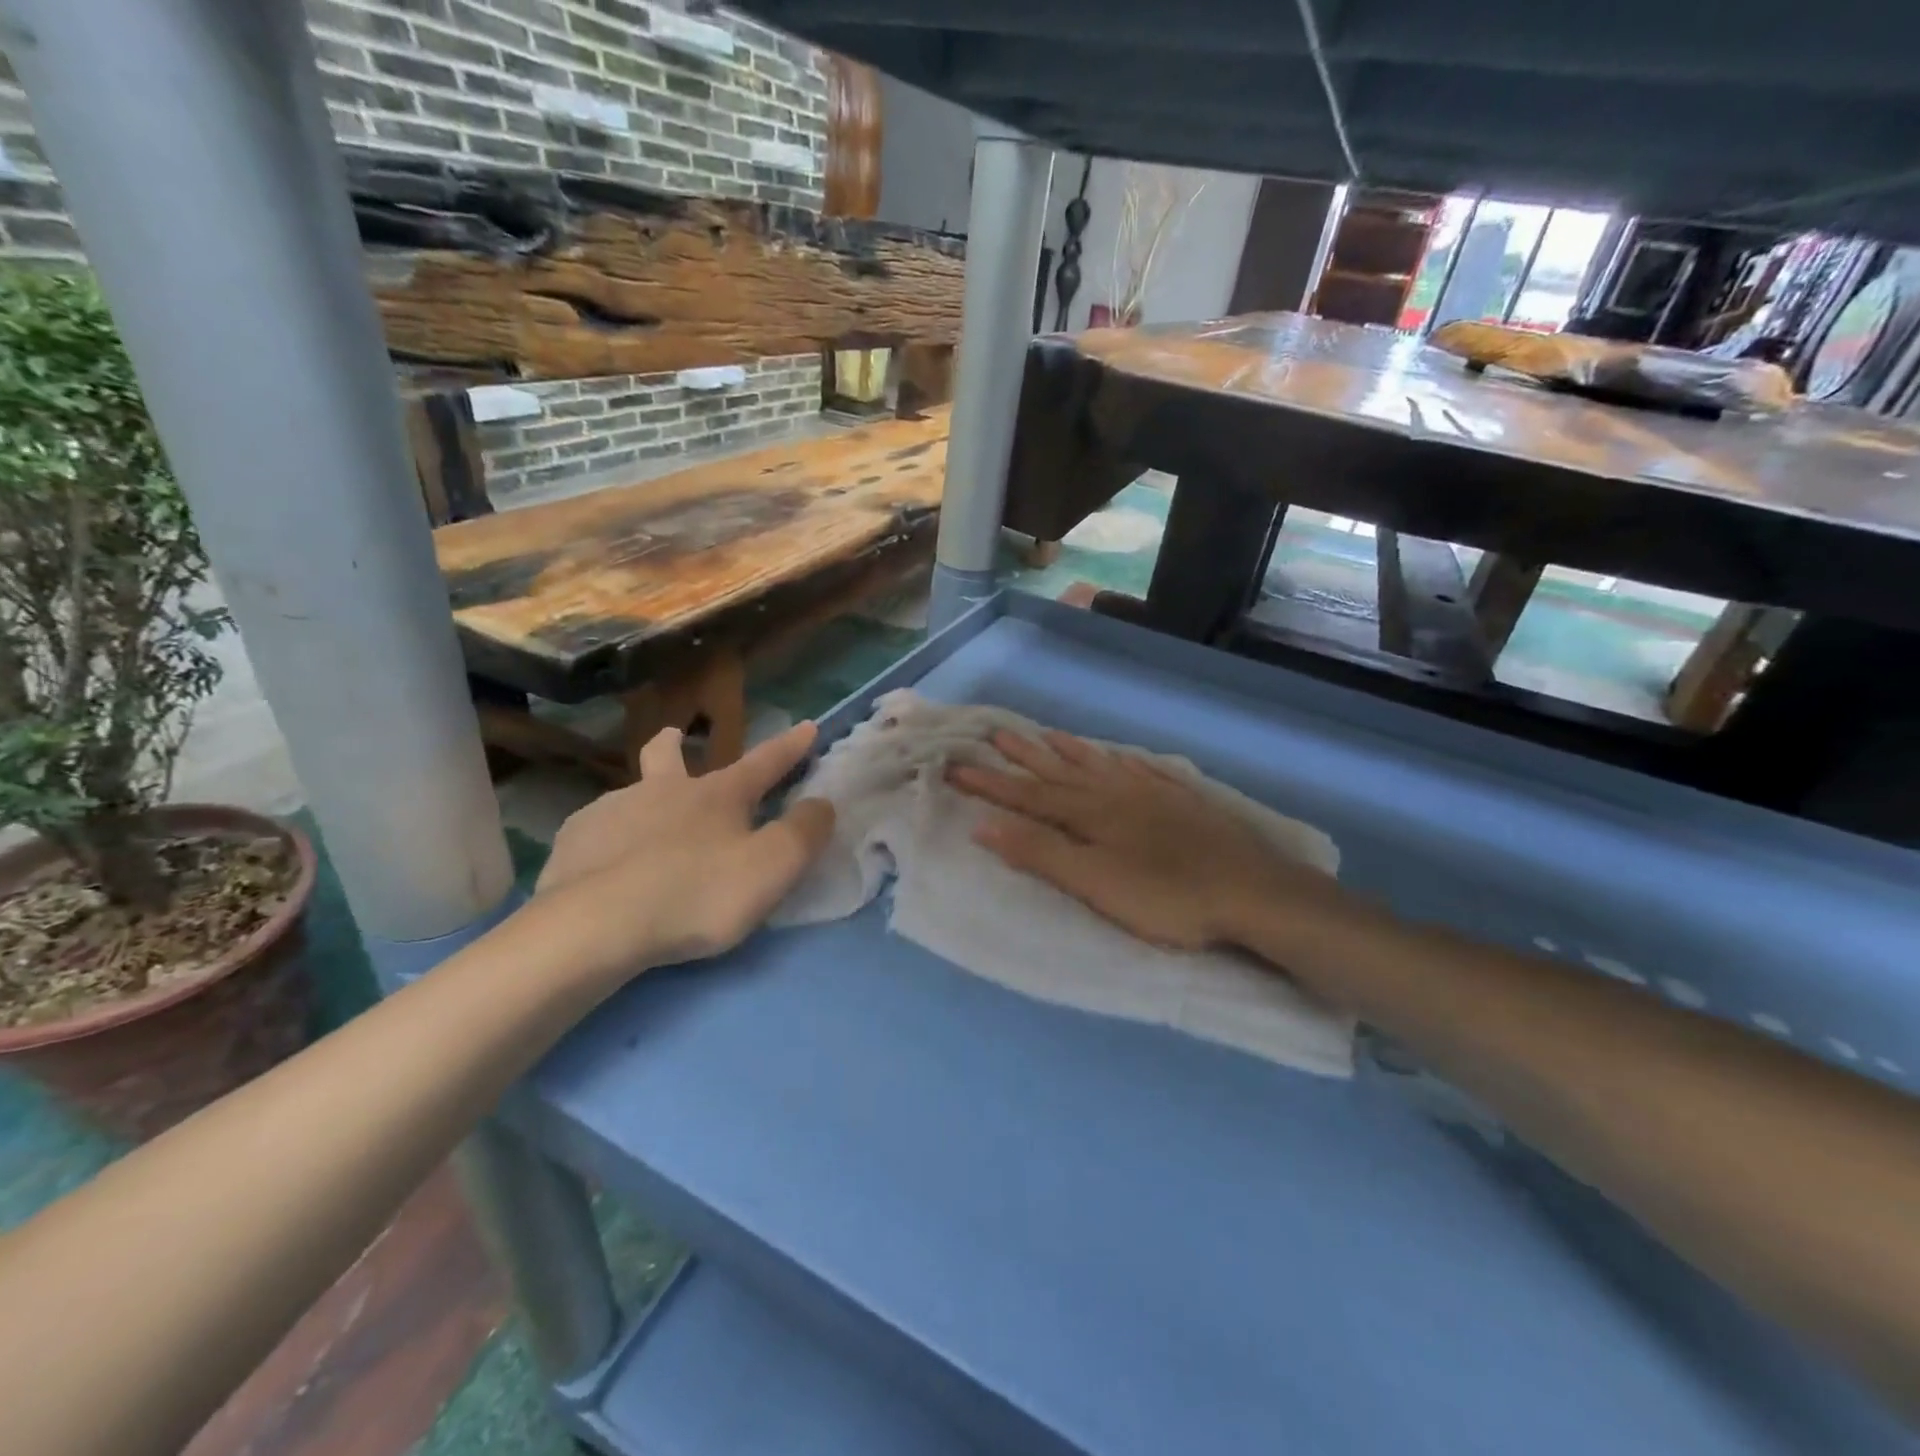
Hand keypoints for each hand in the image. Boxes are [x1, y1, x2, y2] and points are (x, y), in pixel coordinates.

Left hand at [535, 721, 833, 974]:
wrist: (598, 925)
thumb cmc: (698, 893)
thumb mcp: (772, 867)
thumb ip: (804, 833)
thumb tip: (822, 803)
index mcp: (717, 795)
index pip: (764, 762)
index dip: (790, 746)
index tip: (808, 726)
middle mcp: (663, 790)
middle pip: (669, 755)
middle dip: (678, 743)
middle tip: (678, 737)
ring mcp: (612, 812)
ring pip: (629, 793)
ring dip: (641, 797)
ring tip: (643, 827)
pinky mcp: (574, 843)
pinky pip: (595, 832)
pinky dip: (607, 839)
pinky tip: (604, 865)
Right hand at [948, 729, 1330, 951]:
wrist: (1252, 892)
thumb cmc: (1166, 897)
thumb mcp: (1094, 883)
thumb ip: (1040, 853)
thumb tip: (984, 824)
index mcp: (1089, 814)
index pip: (1028, 795)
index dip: (990, 783)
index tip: (956, 766)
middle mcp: (1115, 794)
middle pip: (1060, 771)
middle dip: (1023, 756)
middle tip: (994, 732)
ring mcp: (1151, 794)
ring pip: (1100, 765)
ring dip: (1068, 751)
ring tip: (1045, 734)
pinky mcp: (1181, 802)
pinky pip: (1141, 770)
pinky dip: (1120, 760)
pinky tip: (1118, 755)